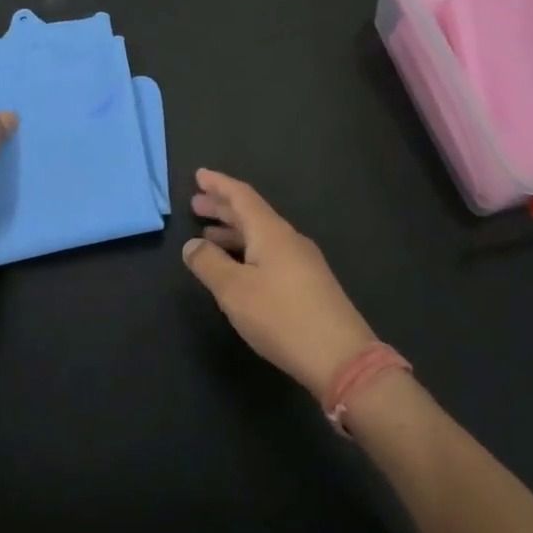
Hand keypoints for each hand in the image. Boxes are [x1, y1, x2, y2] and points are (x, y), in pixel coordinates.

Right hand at [182, 169, 378, 398]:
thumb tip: (191, 244)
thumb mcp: (234, 291)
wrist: (341, 358)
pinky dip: (247, 250)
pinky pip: (270, 253)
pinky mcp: (308, 283)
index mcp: (271, 232)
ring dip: (233, 232)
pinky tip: (237, 267)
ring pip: (261, 235)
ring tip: (208, 236)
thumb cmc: (282, 317)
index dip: (218, 185)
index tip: (199, 175)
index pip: (242, 196)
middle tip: (195, 205)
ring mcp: (302, 261)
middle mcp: (289, 239)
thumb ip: (209, 264)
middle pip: (252, 214)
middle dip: (223, 208)